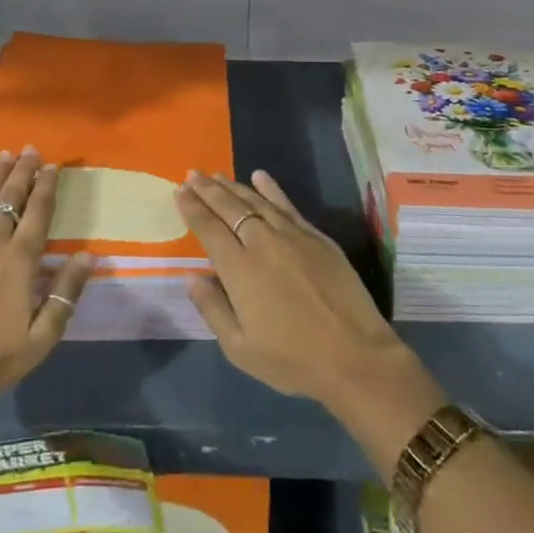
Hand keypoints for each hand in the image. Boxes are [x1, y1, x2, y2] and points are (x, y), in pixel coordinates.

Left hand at [0, 147, 94, 409]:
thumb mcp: (41, 337)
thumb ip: (66, 294)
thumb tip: (89, 255)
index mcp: (20, 260)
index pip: (38, 212)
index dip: (47, 187)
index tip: (53, 166)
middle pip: (10, 198)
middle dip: (23, 172)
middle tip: (31, 149)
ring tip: (5, 154)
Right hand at [176, 170, 434, 423]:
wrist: (354, 355)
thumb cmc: (292, 358)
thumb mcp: (240, 348)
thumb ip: (212, 308)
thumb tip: (192, 276)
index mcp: (239, 268)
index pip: (209, 228)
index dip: (192, 209)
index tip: (179, 191)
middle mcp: (262, 242)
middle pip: (229, 208)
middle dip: (208, 190)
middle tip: (192, 174)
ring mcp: (292, 235)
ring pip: (256, 201)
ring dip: (233, 186)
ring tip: (216, 175)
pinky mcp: (316, 236)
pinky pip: (287, 204)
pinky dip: (271, 189)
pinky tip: (259, 176)